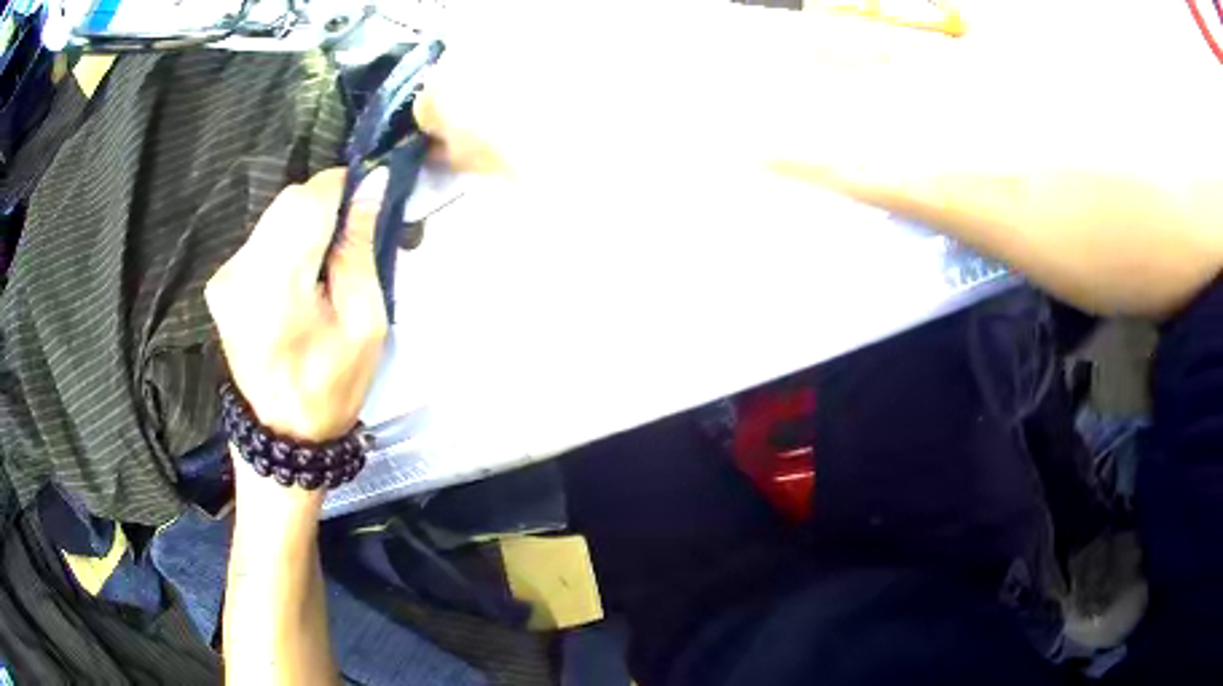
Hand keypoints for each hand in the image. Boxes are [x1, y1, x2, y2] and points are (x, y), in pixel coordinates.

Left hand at [206, 168, 388, 446]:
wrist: (283, 434)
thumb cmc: (332, 385)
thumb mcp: (365, 322)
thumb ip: (360, 248)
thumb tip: (372, 184)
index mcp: (276, 288)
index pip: (309, 200)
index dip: (342, 187)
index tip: (367, 199)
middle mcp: (240, 272)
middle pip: (289, 202)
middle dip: (325, 207)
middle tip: (350, 240)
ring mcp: (225, 276)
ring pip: (274, 215)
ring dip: (306, 225)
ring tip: (324, 265)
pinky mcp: (220, 282)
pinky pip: (260, 238)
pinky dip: (286, 242)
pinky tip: (299, 276)